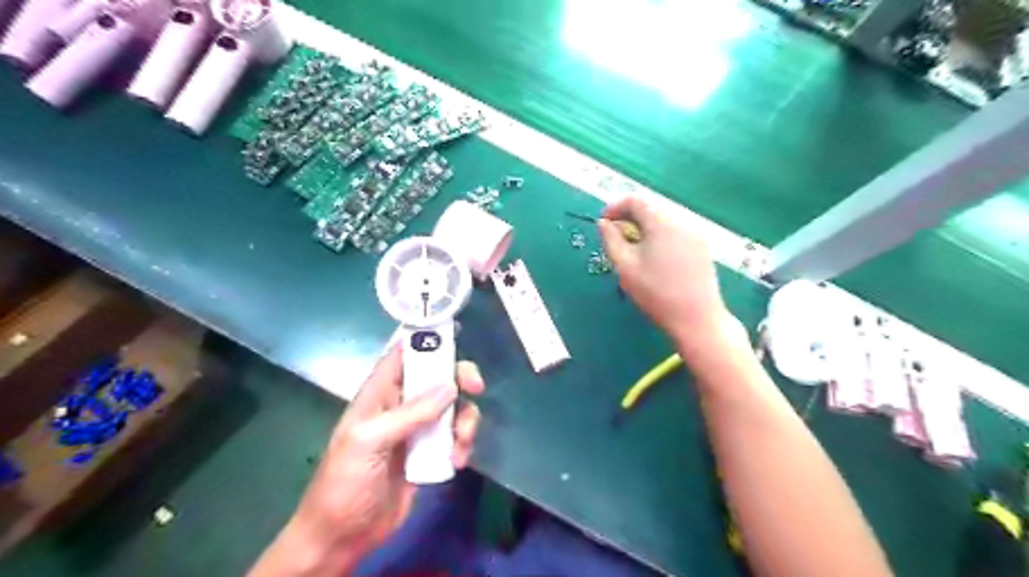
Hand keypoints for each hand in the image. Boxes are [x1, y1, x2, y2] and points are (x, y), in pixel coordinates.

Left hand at [252, 346, 486, 575]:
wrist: (344, 536)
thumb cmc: (345, 483)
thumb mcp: (370, 442)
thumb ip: (410, 413)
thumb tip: (450, 387)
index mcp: (379, 393)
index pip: (403, 353)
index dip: (426, 337)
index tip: (456, 329)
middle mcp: (401, 404)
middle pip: (437, 375)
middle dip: (460, 377)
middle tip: (476, 387)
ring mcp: (417, 428)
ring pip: (453, 406)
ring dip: (465, 420)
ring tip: (461, 445)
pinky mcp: (430, 451)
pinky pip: (455, 435)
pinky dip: (463, 444)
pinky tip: (457, 463)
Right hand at [601, 195, 744, 357]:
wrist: (697, 318)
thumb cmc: (656, 293)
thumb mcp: (625, 267)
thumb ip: (611, 240)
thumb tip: (604, 223)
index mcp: (661, 222)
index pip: (635, 200)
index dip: (615, 207)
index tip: (603, 222)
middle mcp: (681, 221)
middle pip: (651, 209)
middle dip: (630, 218)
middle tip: (616, 237)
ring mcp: (695, 234)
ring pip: (664, 221)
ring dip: (645, 228)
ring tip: (634, 249)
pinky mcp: (703, 248)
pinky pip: (677, 233)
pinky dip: (660, 237)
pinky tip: (655, 258)